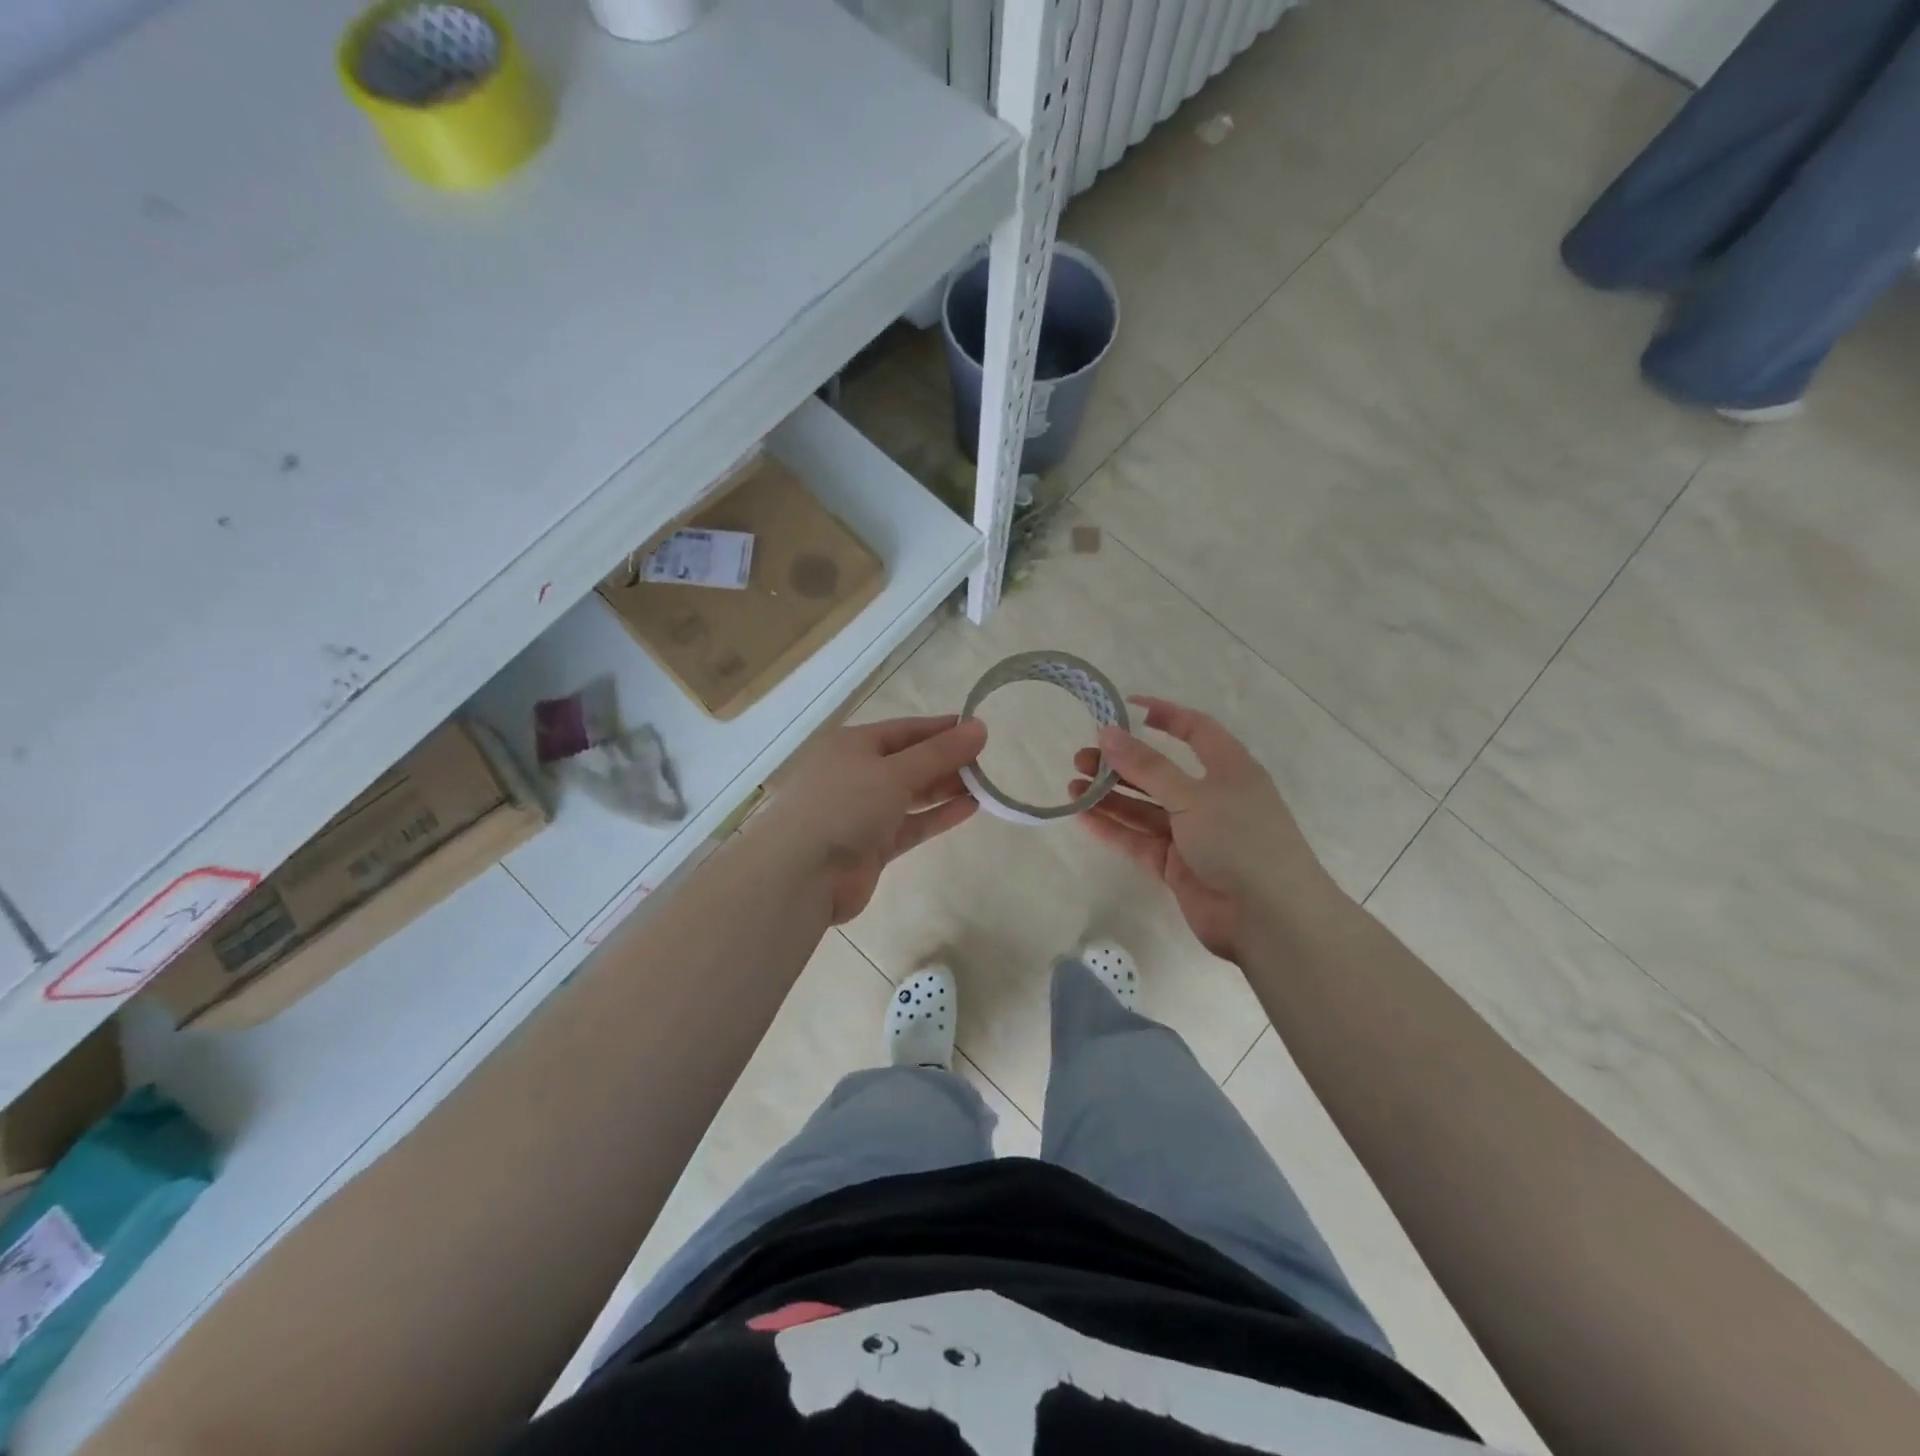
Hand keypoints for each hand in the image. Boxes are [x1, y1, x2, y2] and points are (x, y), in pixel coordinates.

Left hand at [754, 715, 985, 923]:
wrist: (802, 874)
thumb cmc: (845, 806)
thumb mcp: (895, 772)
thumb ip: (939, 753)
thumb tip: (980, 728)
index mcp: (853, 745)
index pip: (905, 730)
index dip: (940, 729)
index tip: (977, 729)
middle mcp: (857, 774)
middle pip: (909, 762)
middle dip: (946, 761)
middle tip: (988, 760)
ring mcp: (863, 812)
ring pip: (912, 794)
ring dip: (945, 788)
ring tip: (986, 784)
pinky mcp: (872, 845)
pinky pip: (911, 824)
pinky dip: (937, 816)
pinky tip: (970, 808)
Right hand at [1069, 696, 1329, 959]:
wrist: (1270, 918)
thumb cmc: (1240, 841)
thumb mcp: (1193, 796)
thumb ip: (1147, 766)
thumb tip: (1108, 732)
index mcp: (1229, 769)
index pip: (1196, 730)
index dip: (1164, 715)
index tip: (1124, 707)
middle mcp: (1210, 798)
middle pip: (1160, 772)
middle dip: (1121, 763)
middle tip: (1082, 758)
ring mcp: (1193, 834)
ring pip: (1144, 808)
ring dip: (1110, 797)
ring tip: (1072, 786)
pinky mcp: (1177, 866)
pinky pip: (1139, 840)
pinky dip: (1113, 828)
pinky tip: (1082, 817)